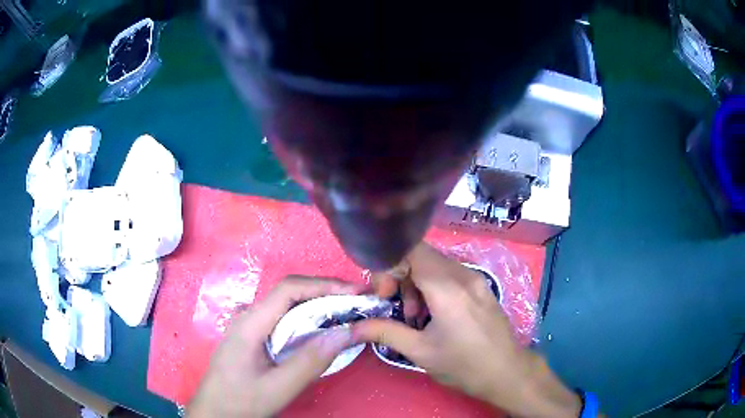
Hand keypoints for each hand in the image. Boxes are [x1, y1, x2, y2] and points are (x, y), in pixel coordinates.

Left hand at [188, 277, 359, 417]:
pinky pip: (282, 319)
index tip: (354, 292)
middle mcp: (249, 316)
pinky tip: (319, 329)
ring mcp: (248, 325)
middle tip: (357, 302)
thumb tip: (346, 332)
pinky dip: (306, 318)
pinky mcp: (252, 336)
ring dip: (317, 304)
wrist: (214, 412)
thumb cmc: (241, 400)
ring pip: (286, 305)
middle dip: (325, 292)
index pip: (289, 289)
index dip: (323, 285)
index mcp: (251, 322)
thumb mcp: (278, 387)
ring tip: (345, 312)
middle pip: (289, 293)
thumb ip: (311, 361)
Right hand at [354, 244, 581, 417]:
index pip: (411, 250)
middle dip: (400, 276)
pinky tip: (434, 314)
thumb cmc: (463, 365)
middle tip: (395, 305)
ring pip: (436, 264)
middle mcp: (464, 275)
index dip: (390, 265)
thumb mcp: (420, 352)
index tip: (383, 294)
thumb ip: (384, 332)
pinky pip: (450, 274)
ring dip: (416, 282)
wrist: (506, 372)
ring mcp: (476, 279)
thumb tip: (352, 327)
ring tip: (415, 315)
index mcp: (448, 288)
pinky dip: (433, 286)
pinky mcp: (481, 286)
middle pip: (422, 256)